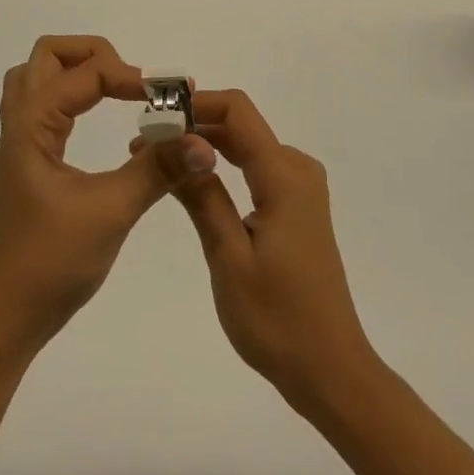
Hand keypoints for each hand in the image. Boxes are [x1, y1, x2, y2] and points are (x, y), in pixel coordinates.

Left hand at [0, 36, 182, 351]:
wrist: (7, 317)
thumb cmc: (51, 262)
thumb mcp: (111, 211)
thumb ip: (157, 169)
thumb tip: (204, 142)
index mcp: (32, 126)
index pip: (84, 73)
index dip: (130, 76)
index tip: (171, 97)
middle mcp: (21, 125)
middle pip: (47, 56)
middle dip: (94, 55)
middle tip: (132, 83)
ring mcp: (21, 143)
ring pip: (39, 79)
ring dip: (78, 72)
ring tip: (117, 92)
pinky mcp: (29, 163)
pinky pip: (44, 107)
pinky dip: (72, 98)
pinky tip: (97, 121)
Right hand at [145, 90, 380, 417]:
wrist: (330, 370)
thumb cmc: (276, 319)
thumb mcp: (228, 256)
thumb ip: (202, 195)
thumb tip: (174, 141)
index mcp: (285, 176)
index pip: (237, 110)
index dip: (195, 104)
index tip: (155, 118)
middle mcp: (298, 170)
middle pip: (241, 125)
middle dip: (192, 125)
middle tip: (143, 143)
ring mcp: (301, 189)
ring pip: (247, 145)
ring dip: (204, 145)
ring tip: (158, 160)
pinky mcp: (297, 207)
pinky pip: (256, 168)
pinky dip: (223, 166)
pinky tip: (193, 180)